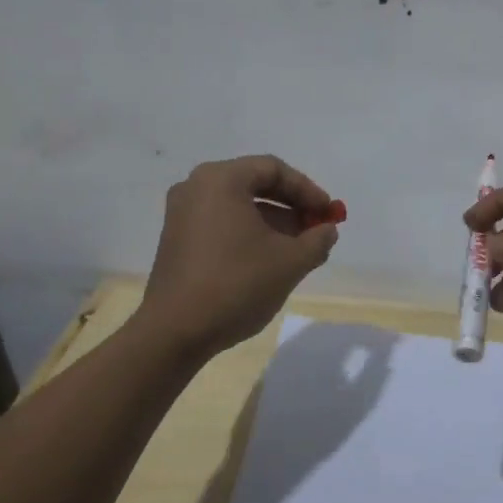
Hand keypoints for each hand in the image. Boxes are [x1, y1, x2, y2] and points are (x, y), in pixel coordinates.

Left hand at [138, 156, 339, 360]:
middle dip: (291, 205)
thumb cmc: (236, 284)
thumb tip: (327, 230)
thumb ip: (317, 240)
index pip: (273, 169)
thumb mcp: (290, 262)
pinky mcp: (177, 239)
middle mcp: (196, 187)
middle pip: (254, 184)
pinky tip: (268, 260)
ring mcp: (182, 214)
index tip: (328, 213)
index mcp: (221, 180)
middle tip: (316, 227)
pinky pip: (221, 223)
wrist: (175, 332)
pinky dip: (248, 233)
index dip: (307, 189)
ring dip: (272, 221)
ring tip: (298, 249)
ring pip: (238, 206)